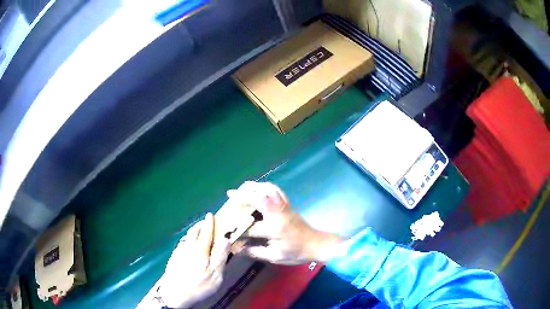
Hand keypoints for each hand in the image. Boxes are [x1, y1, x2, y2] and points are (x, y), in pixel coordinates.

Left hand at [139, 213, 229, 307]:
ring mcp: (178, 252)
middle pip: (193, 232)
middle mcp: (187, 247)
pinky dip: (187, 240)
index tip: (211, 215)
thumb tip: (225, 238)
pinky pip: (182, 244)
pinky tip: (188, 246)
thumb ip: (220, 255)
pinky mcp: (173, 259)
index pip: (205, 232)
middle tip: (205, 221)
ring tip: (197, 232)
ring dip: (192, 232)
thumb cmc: (198, 285)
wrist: (174, 295)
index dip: (209, 223)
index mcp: (199, 250)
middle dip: (200, 225)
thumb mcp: (215, 274)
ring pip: (186, 237)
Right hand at [229, 182, 343, 264]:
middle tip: (230, 194)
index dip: (238, 230)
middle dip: (243, 195)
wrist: (317, 244)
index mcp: (275, 229)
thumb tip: (238, 249)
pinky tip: (259, 189)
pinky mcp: (289, 205)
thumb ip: (255, 252)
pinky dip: (266, 187)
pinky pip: (277, 191)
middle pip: (260, 198)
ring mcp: (285, 207)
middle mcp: (279, 214)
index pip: (251, 227)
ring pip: (269, 189)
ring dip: (255, 186)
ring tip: (242, 187)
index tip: (228, 231)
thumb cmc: (297, 253)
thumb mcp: (275, 256)